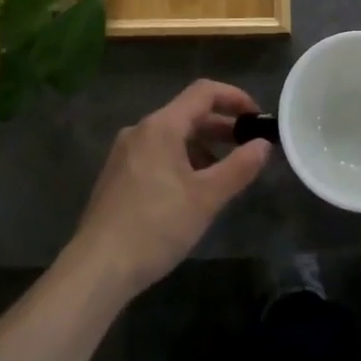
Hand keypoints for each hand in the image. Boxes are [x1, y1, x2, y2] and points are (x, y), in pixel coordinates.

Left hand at [66, 80, 271, 300]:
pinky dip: (181, 160)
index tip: (256, 117)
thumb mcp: (206, 199)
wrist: (96, 269)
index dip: (234, 97)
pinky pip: (156, 153)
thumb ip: (239, 168)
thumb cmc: (155, 227)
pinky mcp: (117, 175)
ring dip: (202, 146)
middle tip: (248, 146)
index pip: (204, 92)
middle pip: (187, 113)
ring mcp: (125, 152)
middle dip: (221, 126)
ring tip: (223, 173)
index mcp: (162, 126)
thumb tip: (263, 145)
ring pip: (172, 136)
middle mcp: (140, 130)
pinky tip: (190, 191)